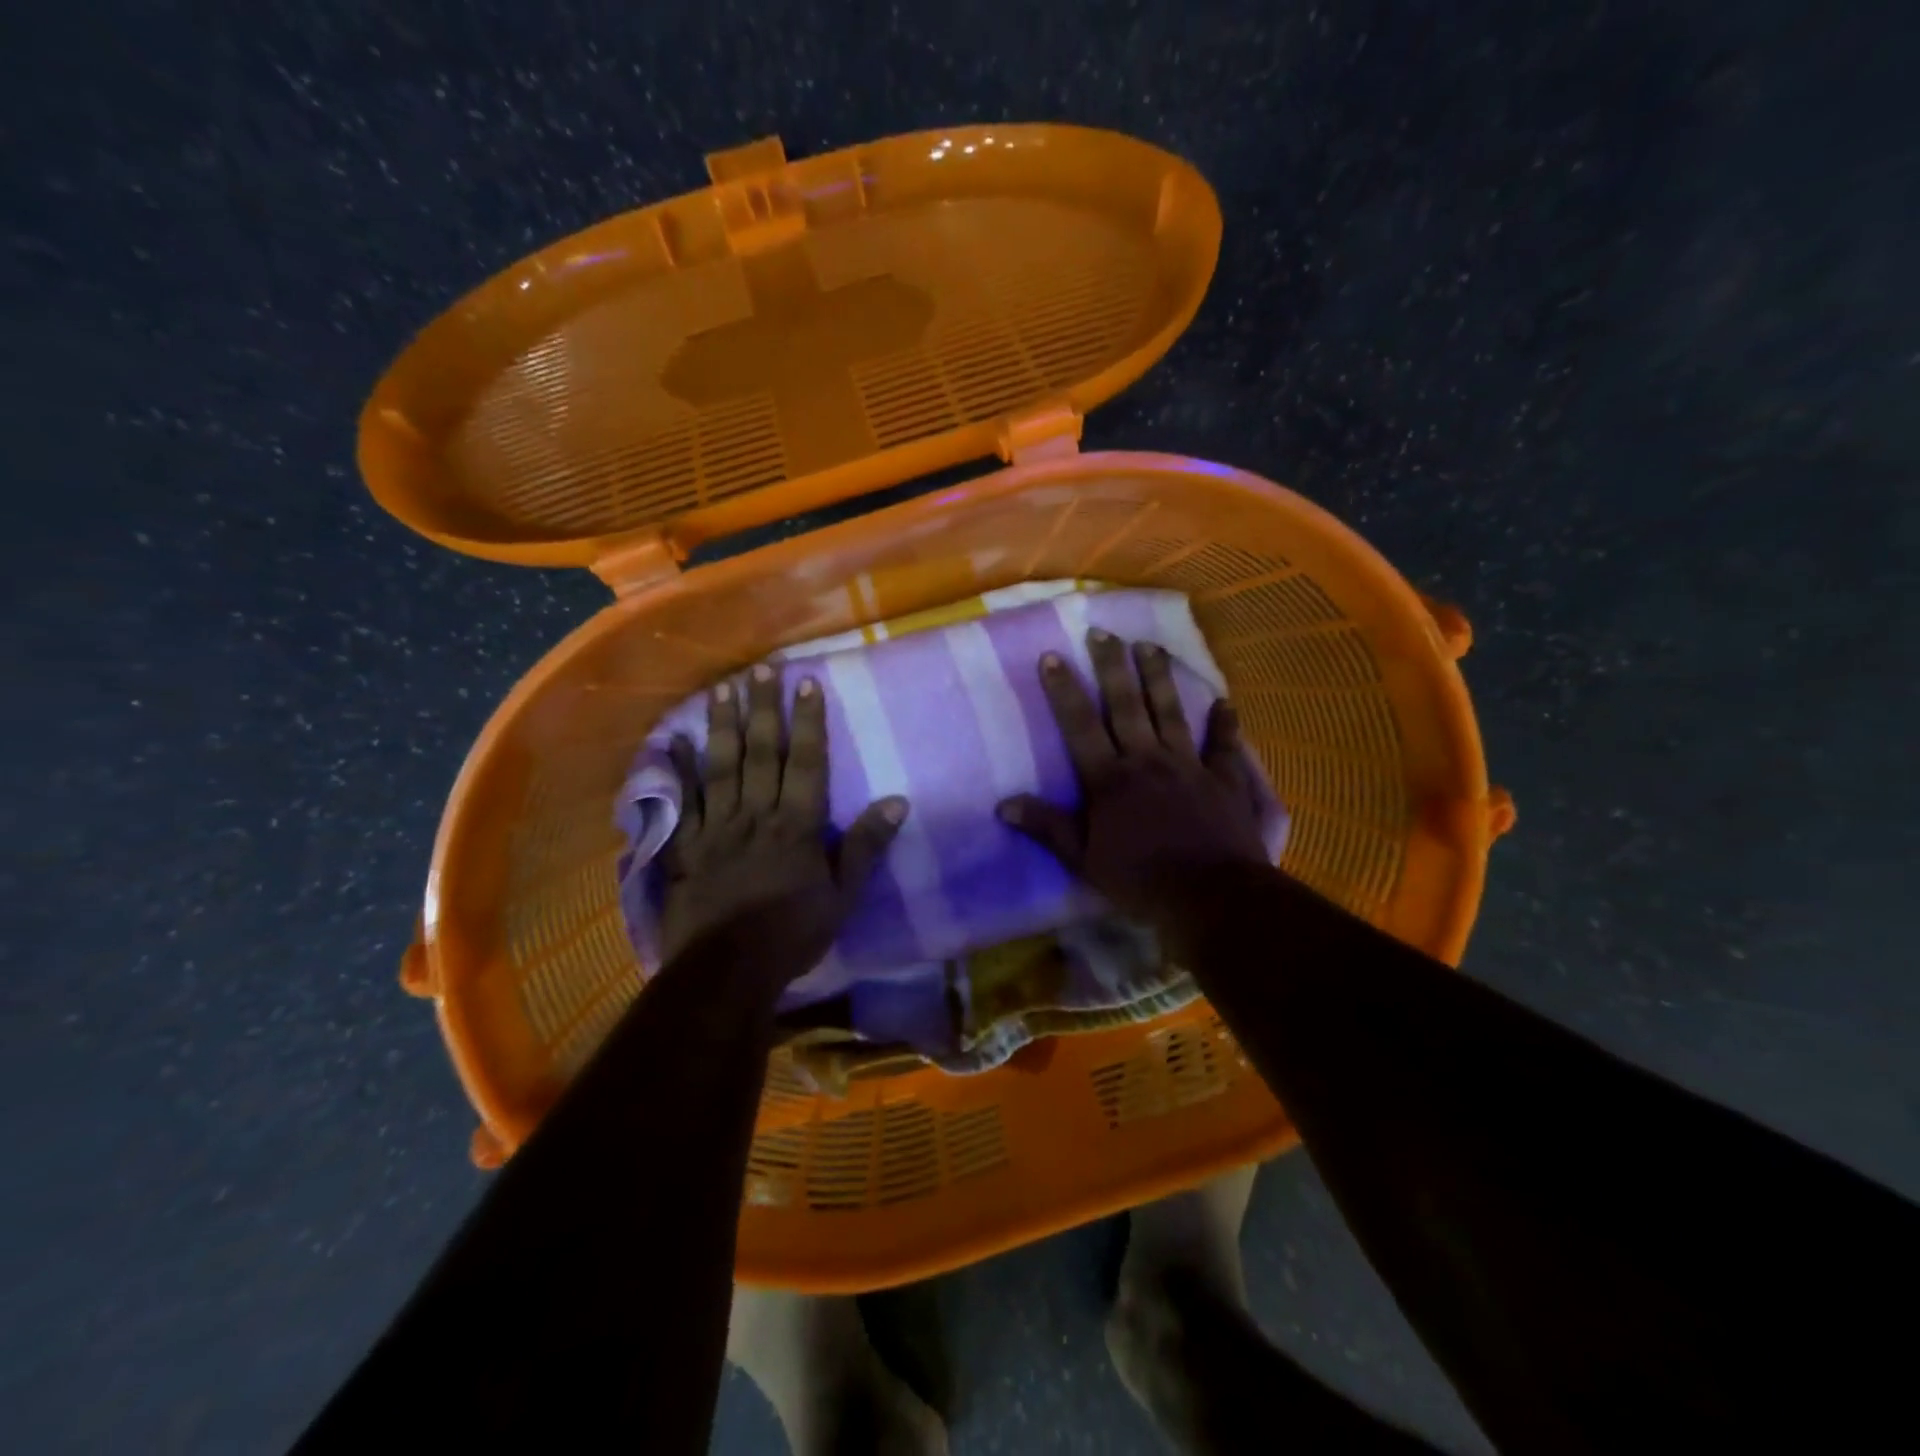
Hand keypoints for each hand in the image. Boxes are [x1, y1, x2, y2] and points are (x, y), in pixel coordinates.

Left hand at [659, 664, 907, 980]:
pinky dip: (678, 771)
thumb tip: (897, 801)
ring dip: (722, 726)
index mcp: (796, 825)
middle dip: (764, 709)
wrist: (727, 970)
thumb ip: (866, 846)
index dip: (808, 721)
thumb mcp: (842, 896)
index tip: (808, 683)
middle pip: (761, 753)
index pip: (806, 762)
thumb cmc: (792, 933)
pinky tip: (674, 741)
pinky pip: (683, 802)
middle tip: (761, 669)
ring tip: (723, 689)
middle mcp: (756, 814)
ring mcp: (718, 828)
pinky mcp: (687, 846)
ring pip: (721, 767)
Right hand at [997, 629, 1269, 922]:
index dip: (1064, 690)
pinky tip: (1225, 702)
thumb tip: (1003, 804)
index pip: (1080, 725)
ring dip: (1159, 678)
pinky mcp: (1224, 780)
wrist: (1210, 897)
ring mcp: (1188, 765)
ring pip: (1171, 712)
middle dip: (1112, 667)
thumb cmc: (1140, 880)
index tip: (1052, 656)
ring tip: (1149, 646)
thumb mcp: (1083, 860)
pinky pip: (1224, 746)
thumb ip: (1046, 827)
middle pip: (1126, 705)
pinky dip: (1225, 724)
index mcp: (1109, 779)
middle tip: (1103, 633)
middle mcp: (1147, 760)